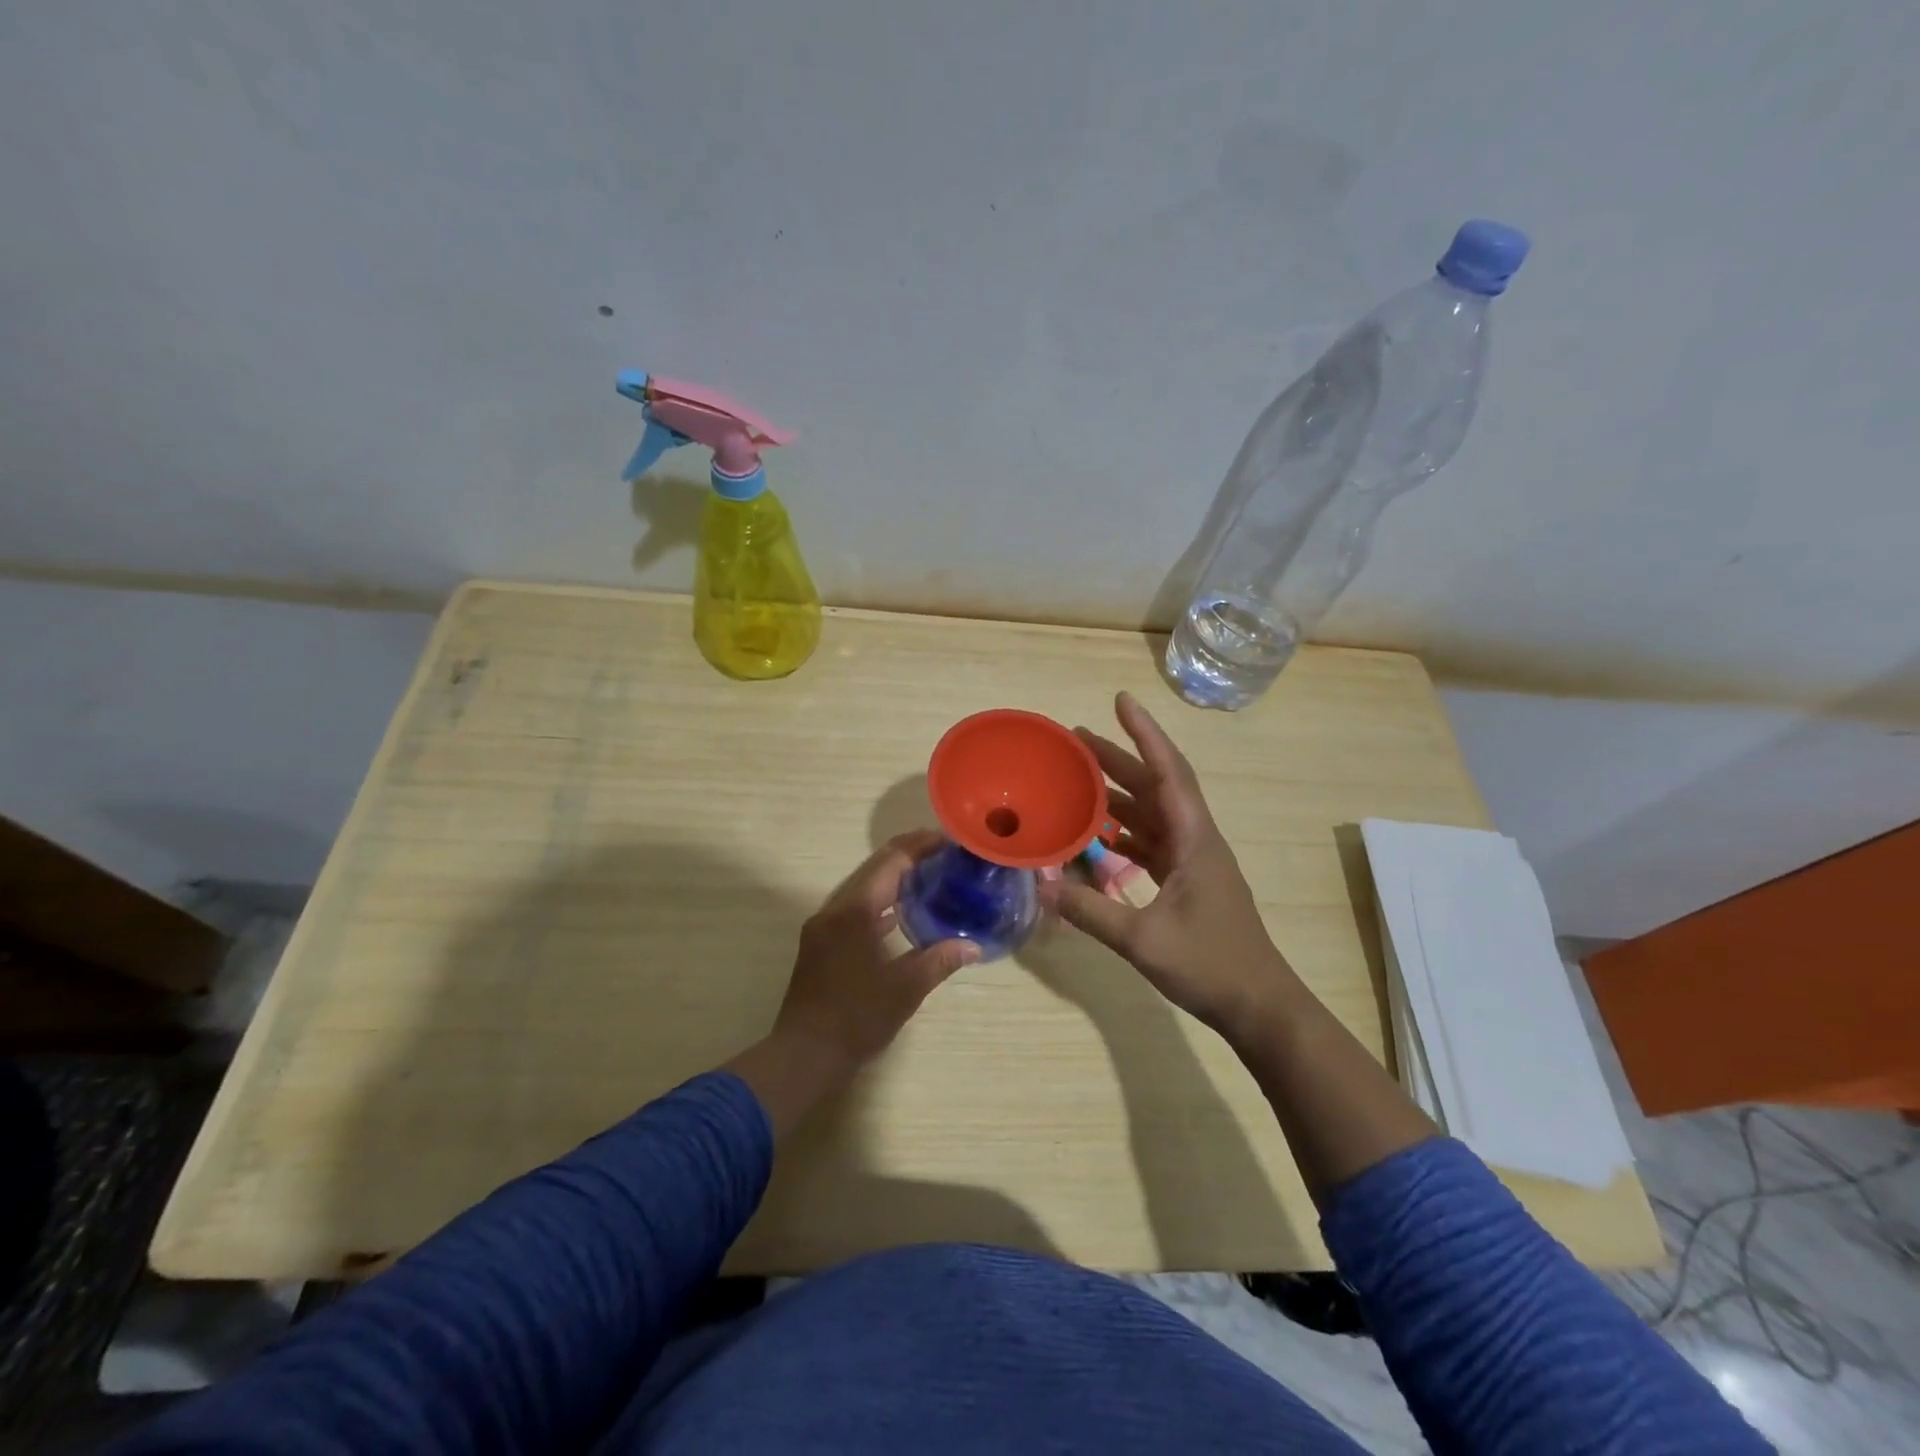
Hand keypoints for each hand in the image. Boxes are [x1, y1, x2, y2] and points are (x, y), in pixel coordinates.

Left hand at [775, 830, 979, 1067]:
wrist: (804, 1054)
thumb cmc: (856, 1018)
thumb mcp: (905, 989)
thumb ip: (940, 960)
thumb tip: (975, 946)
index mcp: (854, 911)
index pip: (890, 862)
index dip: (919, 846)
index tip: (948, 840)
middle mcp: (835, 909)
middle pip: (874, 868)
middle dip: (907, 855)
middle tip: (943, 852)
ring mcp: (824, 926)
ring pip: (862, 887)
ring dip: (892, 878)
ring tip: (928, 876)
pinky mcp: (821, 943)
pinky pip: (854, 908)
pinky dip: (878, 902)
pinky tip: (900, 913)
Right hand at [1042, 692, 1295, 1045]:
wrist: (1259, 1006)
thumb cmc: (1210, 965)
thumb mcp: (1143, 940)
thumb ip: (1091, 912)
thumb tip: (1041, 886)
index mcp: (1195, 839)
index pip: (1169, 772)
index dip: (1145, 734)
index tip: (1121, 700)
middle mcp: (1196, 840)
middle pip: (1156, 786)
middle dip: (1120, 759)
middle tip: (1077, 740)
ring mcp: (1193, 861)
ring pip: (1153, 813)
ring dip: (1120, 794)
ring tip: (1080, 779)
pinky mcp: (1187, 882)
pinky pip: (1151, 842)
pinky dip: (1124, 832)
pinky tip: (1097, 835)